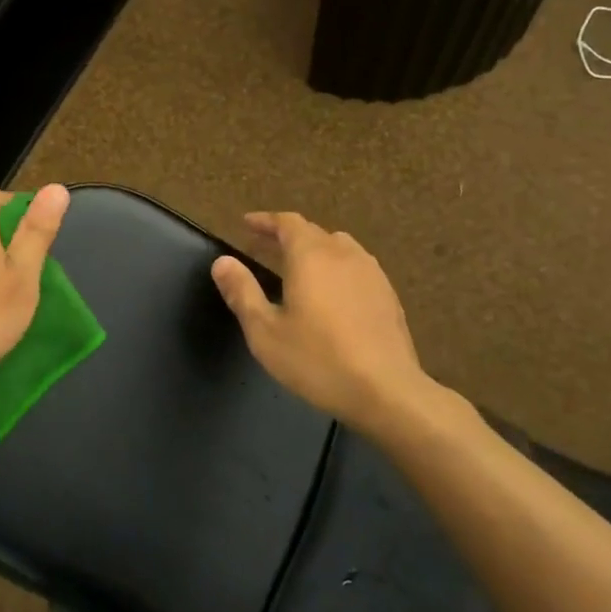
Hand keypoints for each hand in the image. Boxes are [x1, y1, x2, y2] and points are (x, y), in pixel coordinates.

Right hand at [211, 212, 444, 429]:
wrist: (387, 391)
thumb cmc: (318, 360)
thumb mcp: (265, 331)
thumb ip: (242, 292)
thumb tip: (222, 261)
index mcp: (311, 256)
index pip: (287, 222)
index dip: (265, 220)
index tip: (246, 224)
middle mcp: (343, 254)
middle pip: (312, 232)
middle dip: (285, 236)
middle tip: (263, 248)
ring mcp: (371, 273)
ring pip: (338, 248)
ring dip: (314, 250)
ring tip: (297, 268)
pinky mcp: (388, 294)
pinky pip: (356, 267)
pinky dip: (336, 269)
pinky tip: (331, 294)